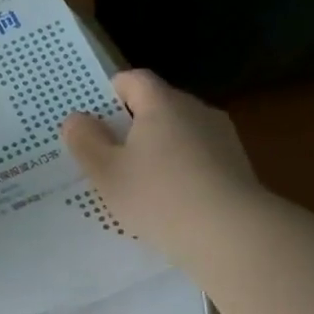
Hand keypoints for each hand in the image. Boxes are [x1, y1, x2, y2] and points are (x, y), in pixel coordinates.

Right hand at [60, 70, 259, 253]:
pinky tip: (169, 200)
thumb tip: (76, 118)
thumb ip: (85, 141)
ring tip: (138, 183)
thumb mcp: (106, 173)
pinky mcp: (237, 165)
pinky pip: (198, 157)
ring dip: (157, 148)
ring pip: (179, 132)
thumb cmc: (158, 196)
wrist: (231, 234)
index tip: (94, 117)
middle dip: (132, 124)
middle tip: (108, 155)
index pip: (135, 79)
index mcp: (162, 104)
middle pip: (158, 105)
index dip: (111, 92)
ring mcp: (222, 137)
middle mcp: (196, 110)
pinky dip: (180, 169)